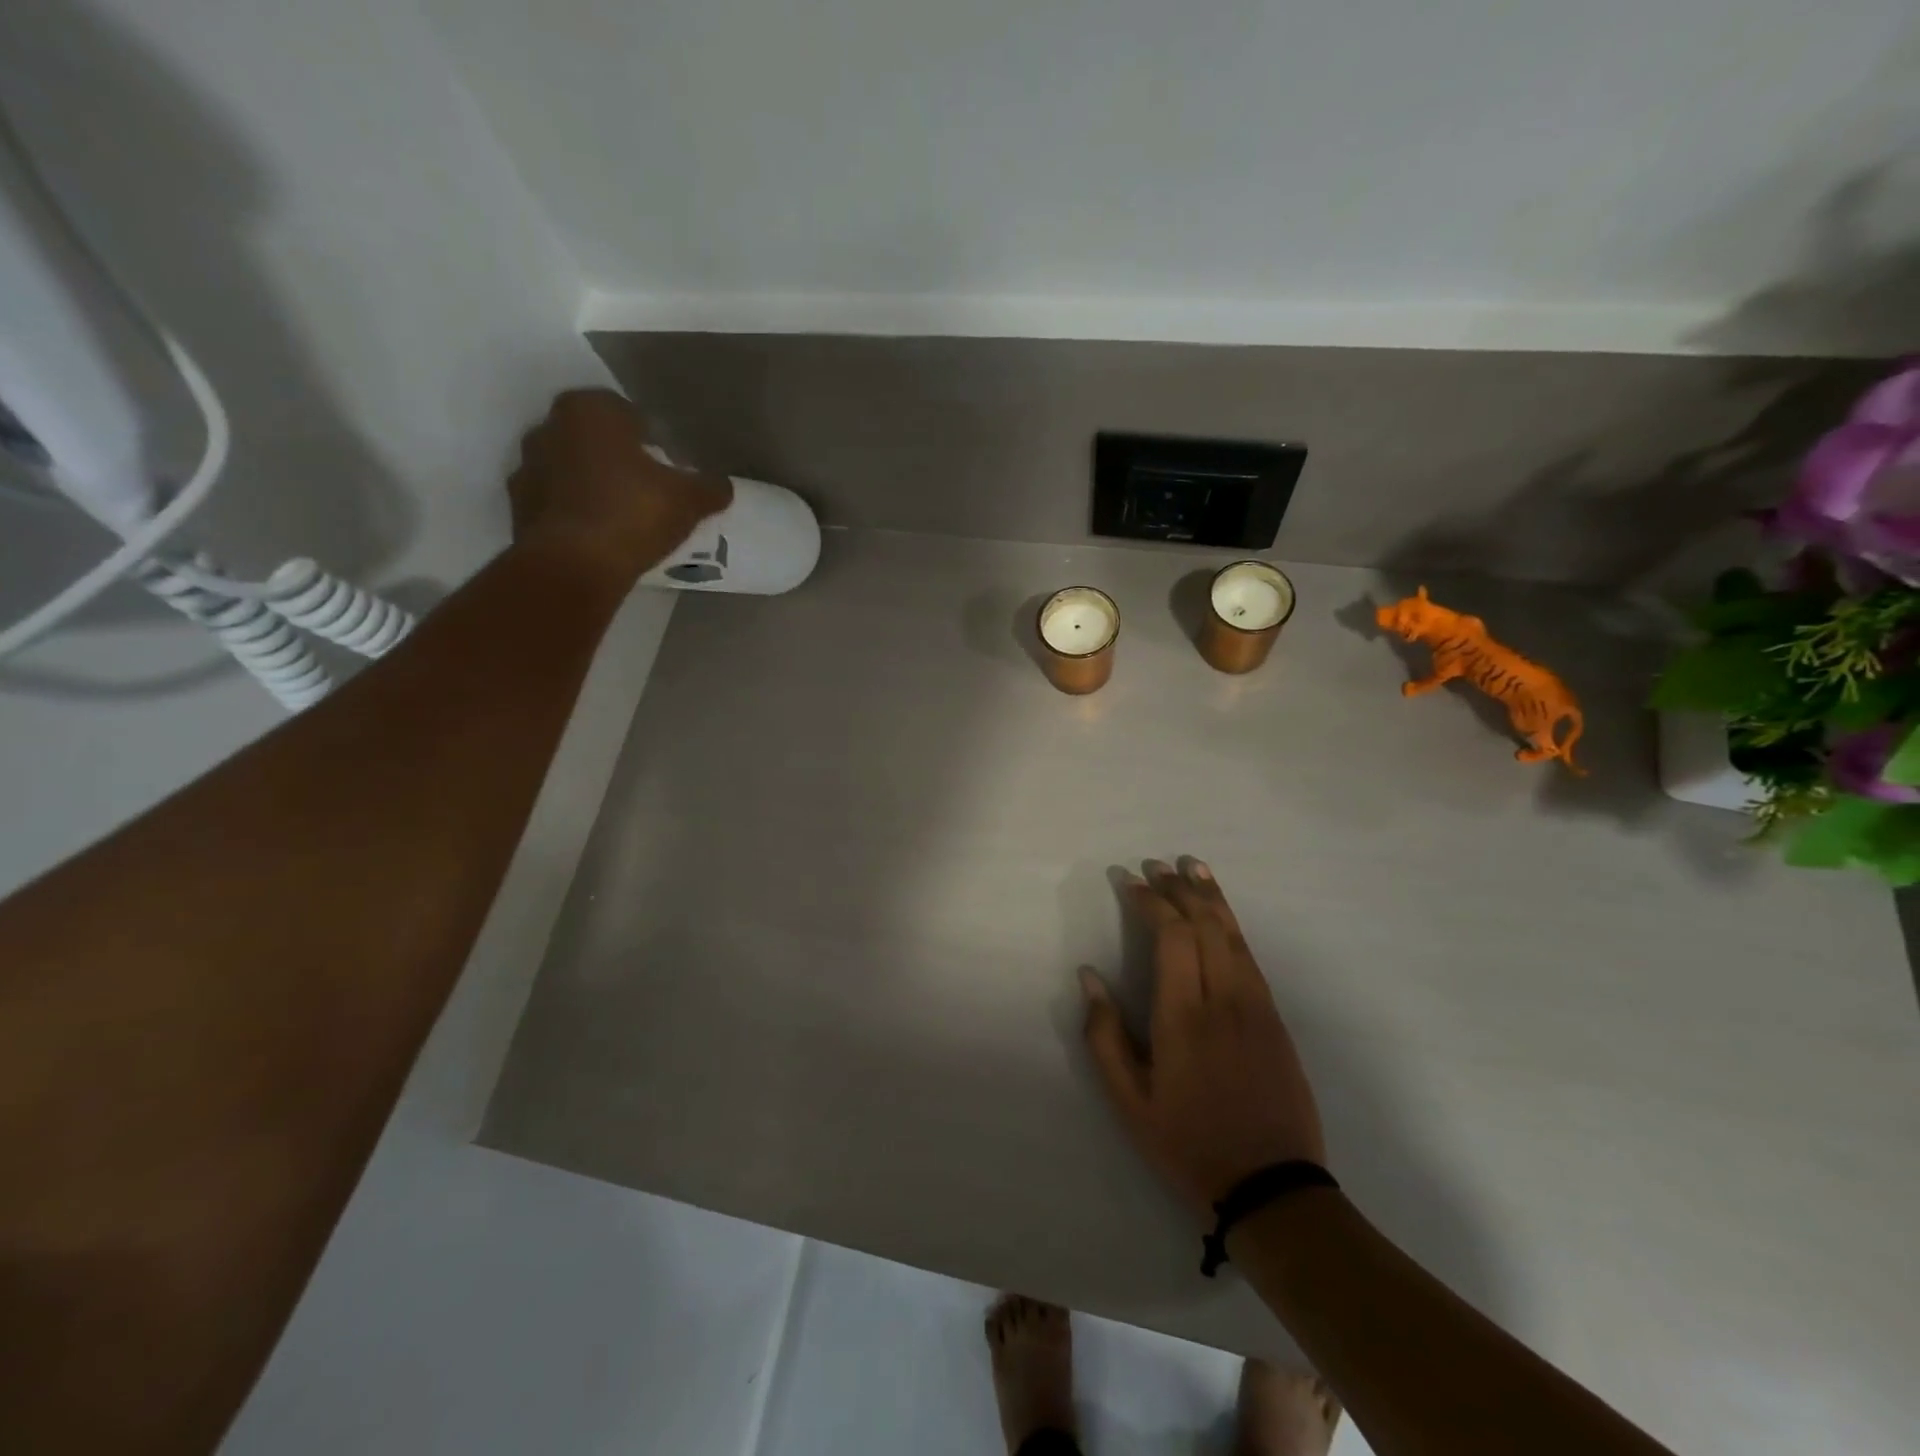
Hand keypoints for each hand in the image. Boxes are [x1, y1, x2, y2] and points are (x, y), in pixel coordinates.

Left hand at [508, 389, 732, 580]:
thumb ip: (709, 487)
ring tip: (623, 517)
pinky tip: (599, 536)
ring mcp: (527, 466)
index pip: (626, 413)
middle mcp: (549, 426)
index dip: (650, 439)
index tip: (666, 466)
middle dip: (617, 458)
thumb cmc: (634, 513)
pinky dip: (575, 512)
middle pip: (594, 439)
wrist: (574, 564)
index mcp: (590, 410)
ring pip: (570, 469)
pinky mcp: (518, 506)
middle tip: (647, 490)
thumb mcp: (688, 500)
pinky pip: (556, 502)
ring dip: (592, 485)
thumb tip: (722, 486)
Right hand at [1080, 858, 1325, 1217]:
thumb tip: (1089, 976)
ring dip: (1211, 896)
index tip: (1130, 880)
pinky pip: (1250, 956)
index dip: (1150, 901)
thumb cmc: (1188, 1143)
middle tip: (1156, 865)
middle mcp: (1223, 999)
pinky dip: (1232, 925)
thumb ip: (1105, 1035)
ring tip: (1192, 867)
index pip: (1171, 935)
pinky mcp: (1275, 1019)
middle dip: (1178, 888)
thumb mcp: (1129, 1102)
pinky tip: (1221, 915)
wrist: (1272, 1187)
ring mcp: (1256, 1006)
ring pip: (1233, 934)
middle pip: (1204, 924)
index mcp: (1183, 1017)